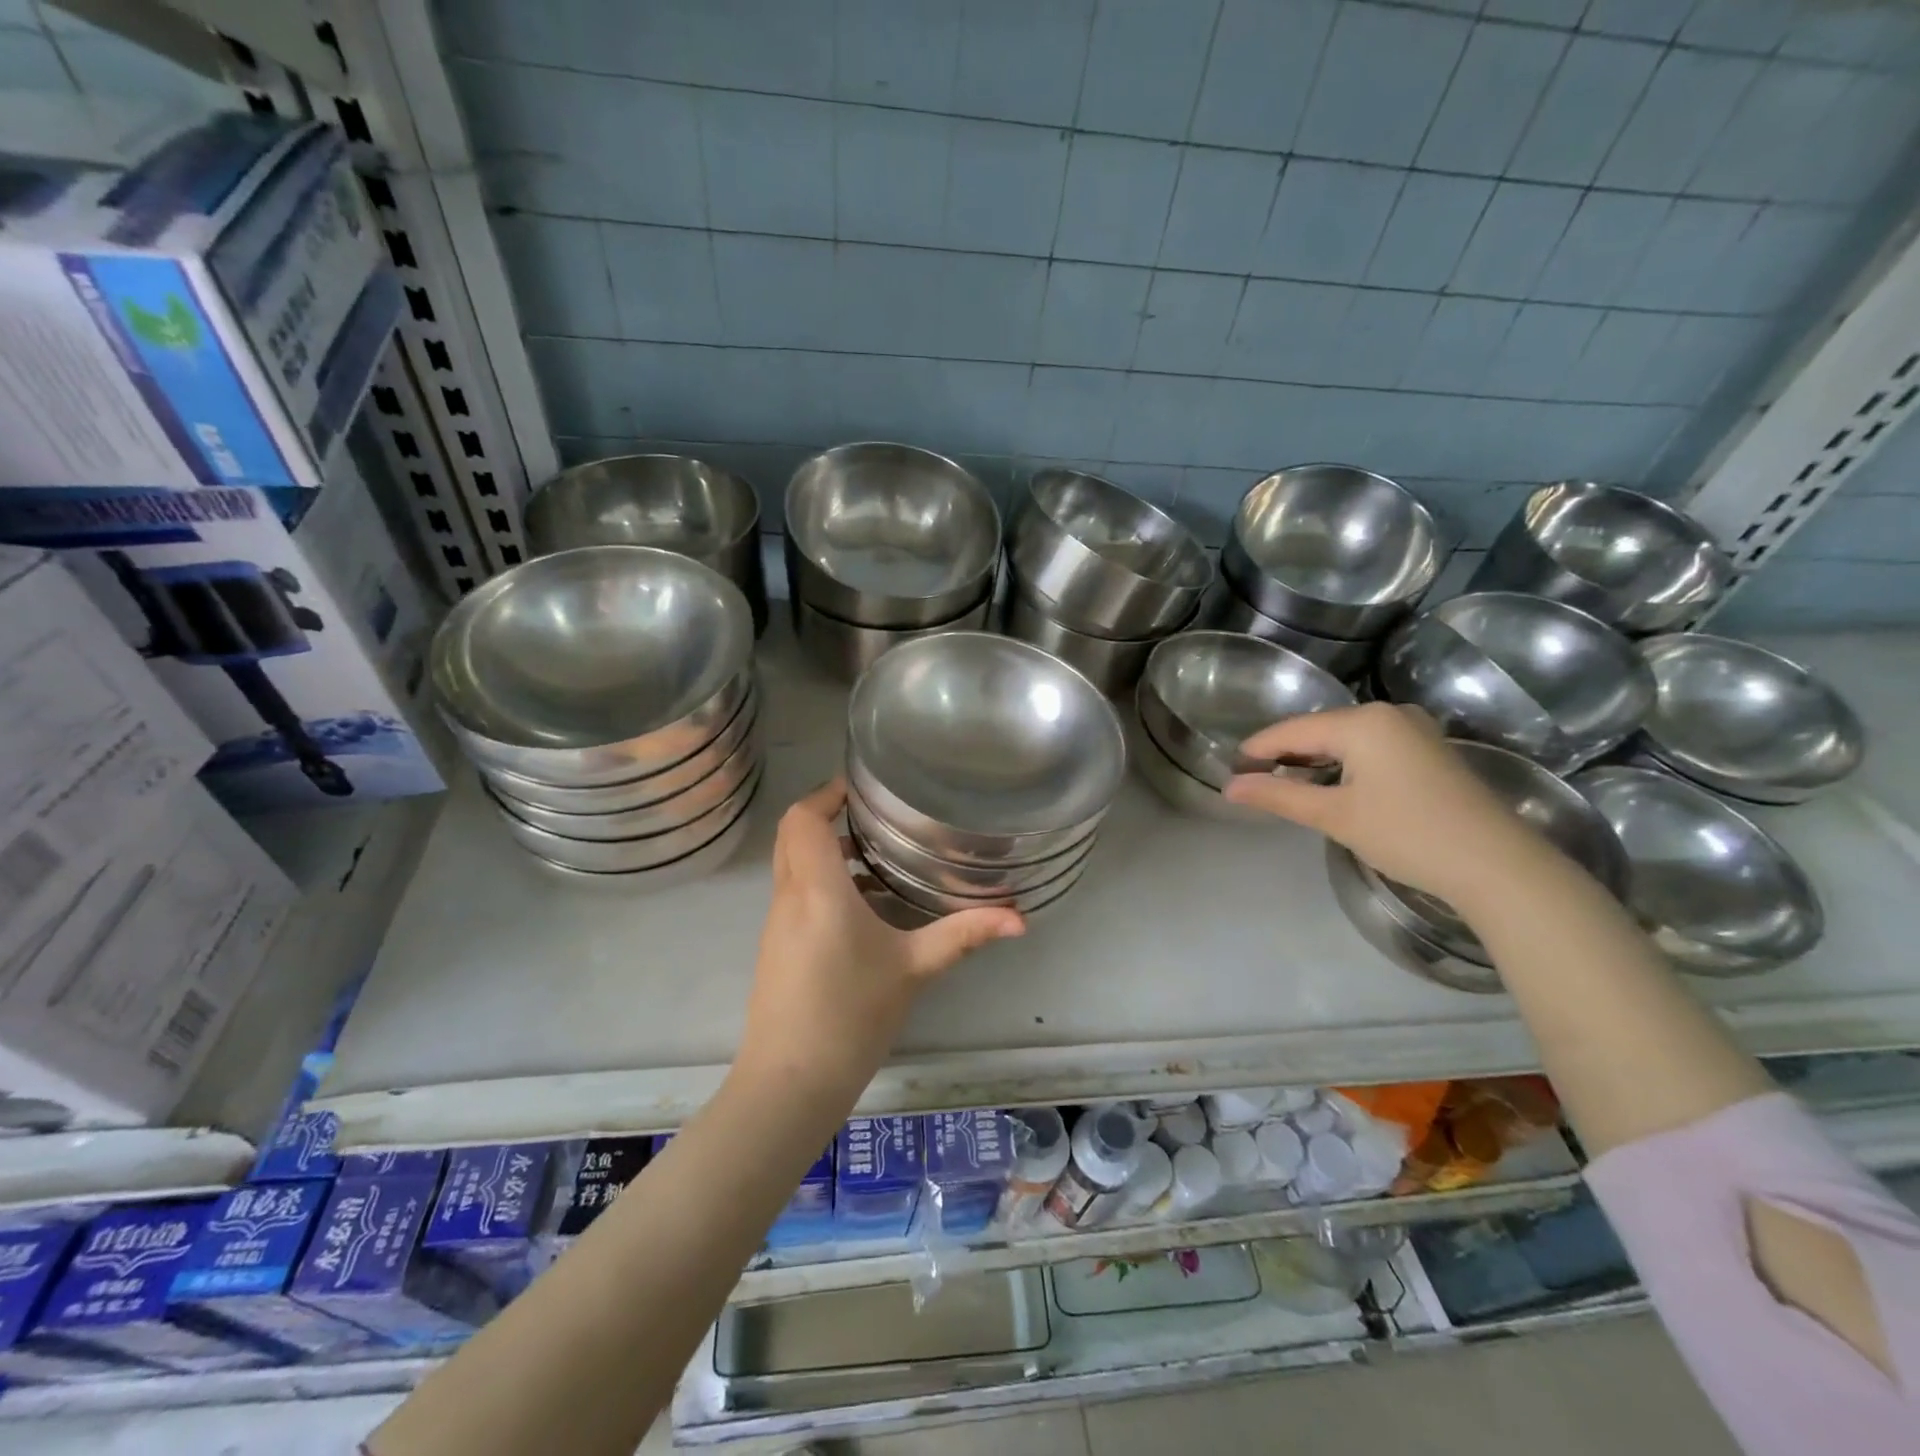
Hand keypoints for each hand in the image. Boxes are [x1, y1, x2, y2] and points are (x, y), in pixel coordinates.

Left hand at [736, 779, 1023, 1093]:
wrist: (790, 1082)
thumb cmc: (851, 1015)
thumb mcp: (914, 969)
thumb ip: (964, 935)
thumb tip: (1020, 919)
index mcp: (818, 889)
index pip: (803, 818)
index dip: (827, 793)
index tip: (862, 788)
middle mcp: (790, 896)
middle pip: (791, 834)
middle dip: (826, 814)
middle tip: (873, 815)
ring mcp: (777, 922)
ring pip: (792, 864)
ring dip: (825, 849)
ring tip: (876, 855)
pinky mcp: (777, 946)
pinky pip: (795, 892)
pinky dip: (822, 880)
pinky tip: (864, 907)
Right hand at [1222, 704, 1543, 907]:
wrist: (1498, 865)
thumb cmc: (1408, 834)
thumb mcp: (1335, 815)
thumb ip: (1278, 796)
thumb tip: (1229, 787)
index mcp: (1362, 721)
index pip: (1292, 730)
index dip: (1257, 750)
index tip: (1228, 770)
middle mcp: (1388, 714)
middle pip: (1318, 729)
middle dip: (1283, 754)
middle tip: (1251, 780)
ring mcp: (1413, 730)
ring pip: (1344, 738)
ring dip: (1312, 760)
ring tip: (1282, 784)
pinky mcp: (1428, 750)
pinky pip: (1369, 747)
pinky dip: (1342, 763)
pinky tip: (1328, 783)